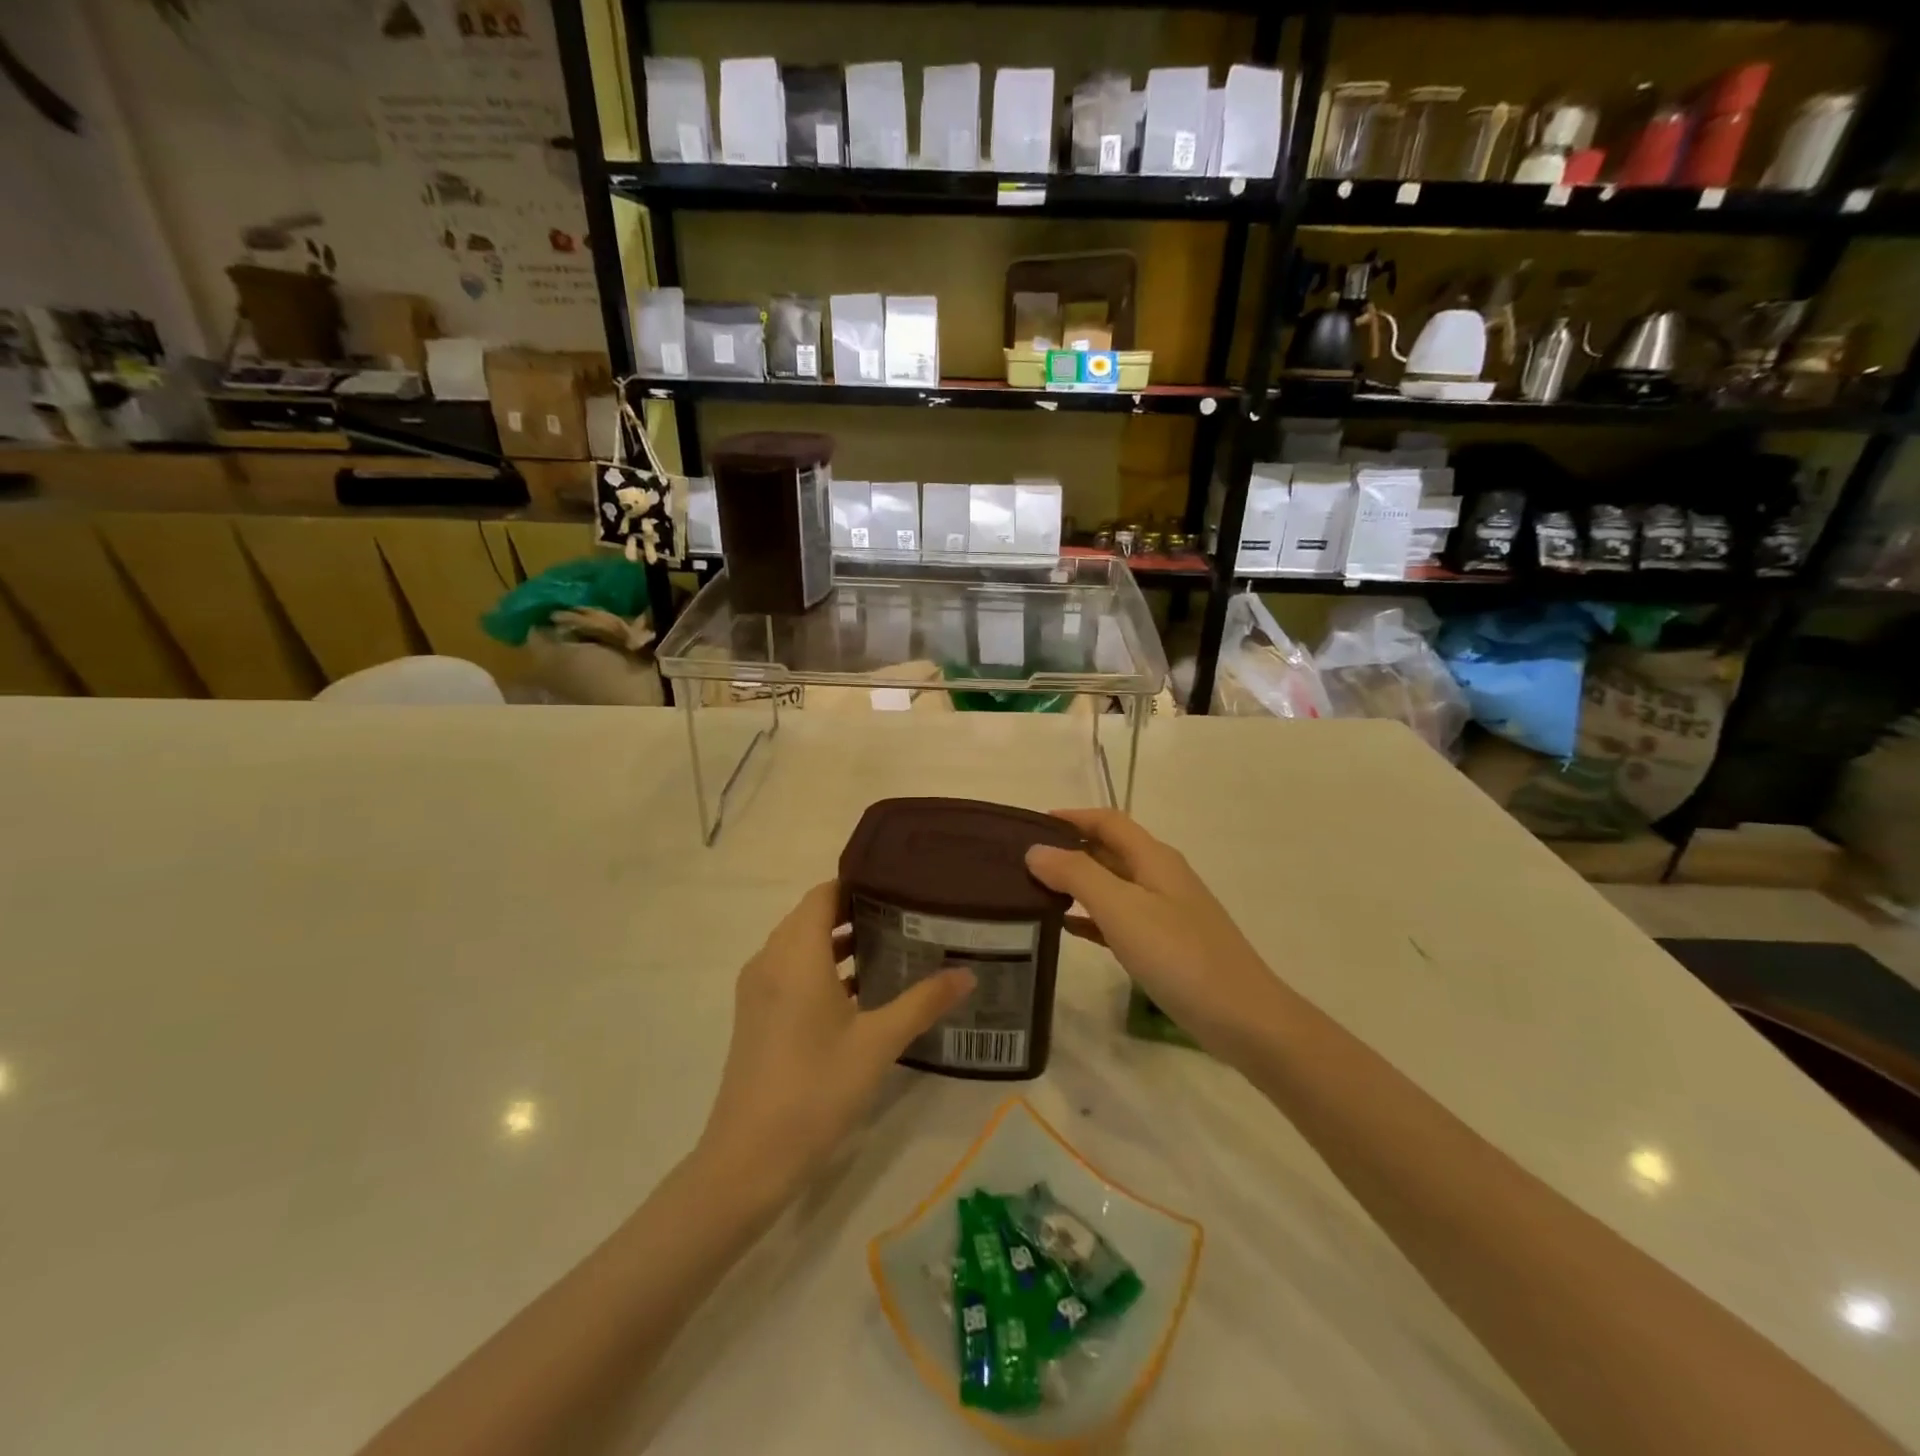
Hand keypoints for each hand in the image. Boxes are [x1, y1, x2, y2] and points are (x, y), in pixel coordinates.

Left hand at [697, 882, 974, 1199]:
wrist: (748, 1160)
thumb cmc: (815, 1090)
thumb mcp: (878, 1044)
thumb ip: (923, 1002)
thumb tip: (968, 973)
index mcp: (796, 954)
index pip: (824, 894)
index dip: (859, 882)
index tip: (900, 883)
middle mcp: (770, 961)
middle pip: (813, 916)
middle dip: (856, 910)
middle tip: (907, 913)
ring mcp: (759, 990)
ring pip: (801, 945)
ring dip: (839, 941)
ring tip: (893, 944)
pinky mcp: (757, 1016)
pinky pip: (791, 971)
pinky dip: (822, 967)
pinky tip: (861, 991)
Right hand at [1025, 809, 1283, 1060]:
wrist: (1243, 1018)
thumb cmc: (1179, 955)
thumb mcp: (1121, 909)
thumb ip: (1076, 875)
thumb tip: (1035, 850)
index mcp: (1153, 858)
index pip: (1107, 821)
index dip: (1070, 816)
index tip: (1027, 826)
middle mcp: (1160, 876)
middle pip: (1109, 849)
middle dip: (1068, 849)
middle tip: (1022, 862)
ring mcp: (1165, 912)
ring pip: (1112, 885)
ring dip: (1076, 883)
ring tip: (1034, 892)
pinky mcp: (1166, 945)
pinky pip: (1119, 919)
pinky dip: (1091, 916)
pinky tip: (1067, 928)